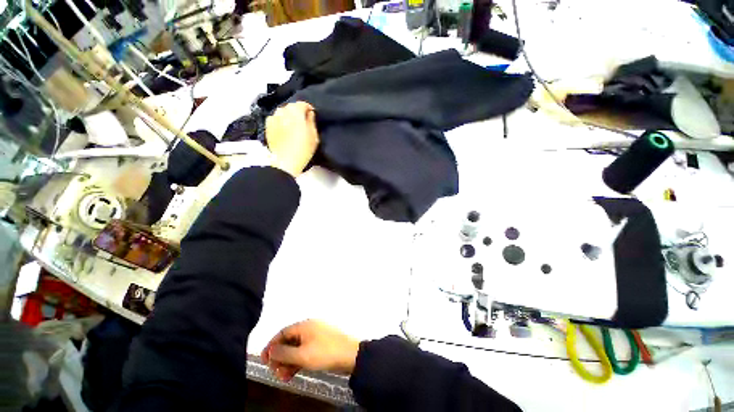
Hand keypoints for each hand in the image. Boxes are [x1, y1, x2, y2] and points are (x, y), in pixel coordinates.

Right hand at [261, 320, 360, 381]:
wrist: (350, 355)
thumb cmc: (325, 352)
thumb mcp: (302, 355)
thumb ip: (284, 353)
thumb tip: (271, 351)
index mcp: (304, 325)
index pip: (282, 332)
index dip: (271, 346)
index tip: (264, 360)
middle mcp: (309, 328)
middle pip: (289, 341)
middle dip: (280, 357)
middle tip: (276, 373)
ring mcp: (316, 336)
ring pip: (296, 348)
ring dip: (288, 362)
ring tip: (284, 377)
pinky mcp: (321, 344)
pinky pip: (304, 351)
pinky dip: (297, 361)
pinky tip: (293, 373)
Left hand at [266, 102, 318, 176]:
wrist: (285, 161)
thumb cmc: (303, 149)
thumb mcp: (314, 136)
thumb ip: (312, 121)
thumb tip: (309, 113)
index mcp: (296, 111)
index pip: (303, 104)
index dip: (309, 109)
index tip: (312, 116)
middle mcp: (283, 111)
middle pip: (292, 107)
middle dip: (298, 112)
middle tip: (303, 123)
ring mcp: (273, 117)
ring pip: (282, 112)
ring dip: (288, 117)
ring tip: (293, 127)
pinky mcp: (267, 125)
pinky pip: (275, 119)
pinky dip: (280, 122)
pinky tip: (284, 131)